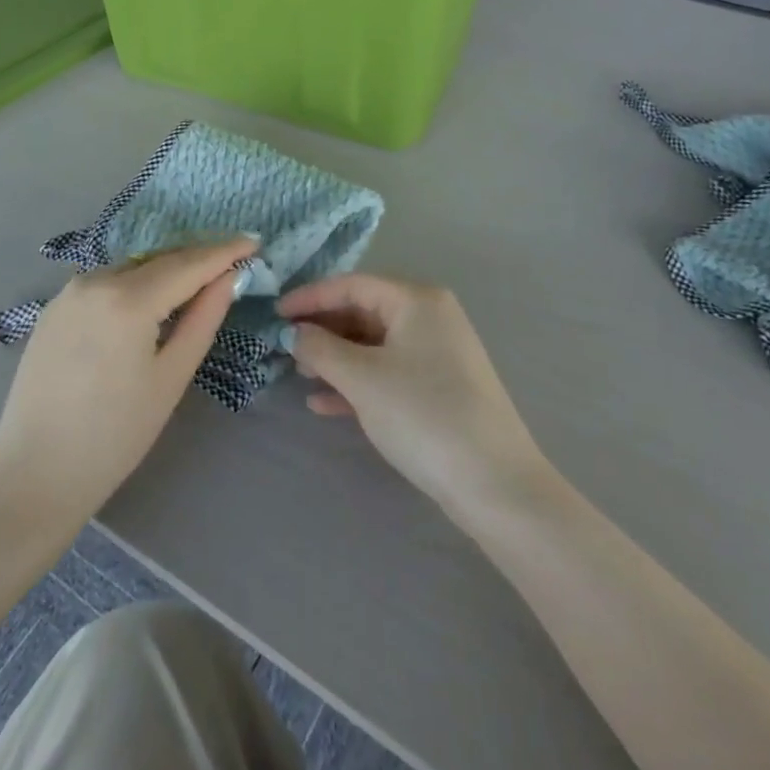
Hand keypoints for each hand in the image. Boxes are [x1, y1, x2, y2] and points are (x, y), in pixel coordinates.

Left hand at [0, 239, 253, 535]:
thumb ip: (203, 319)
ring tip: (196, 282)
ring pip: (131, 269)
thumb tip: (228, 279)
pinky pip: (106, 283)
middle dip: (197, 258)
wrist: (34, 474)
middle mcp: (95, 280)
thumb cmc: (114, 435)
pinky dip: (135, 284)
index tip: (253, 242)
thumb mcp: (170, 378)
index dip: (224, 252)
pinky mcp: (54, 307)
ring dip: (165, 271)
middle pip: (159, 261)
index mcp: (128, 300)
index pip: (188, 264)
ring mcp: (69, 291)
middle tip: (233, 260)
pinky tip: (149, 301)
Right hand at [279, 275, 550, 520]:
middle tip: (283, 347)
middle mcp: (430, 316)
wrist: (495, 485)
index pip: (352, 284)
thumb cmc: (423, 414)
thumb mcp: (363, 379)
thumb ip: (321, 349)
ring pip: (374, 344)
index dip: (310, 297)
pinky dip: (357, 383)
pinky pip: (388, 372)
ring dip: (336, 358)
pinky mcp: (439, 388)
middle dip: (322, 329)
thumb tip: (293, 333)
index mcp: (417, 299)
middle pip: (363, 311)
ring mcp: (437, 354)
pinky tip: (323, 403)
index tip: (274, 314)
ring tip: (299, 374)